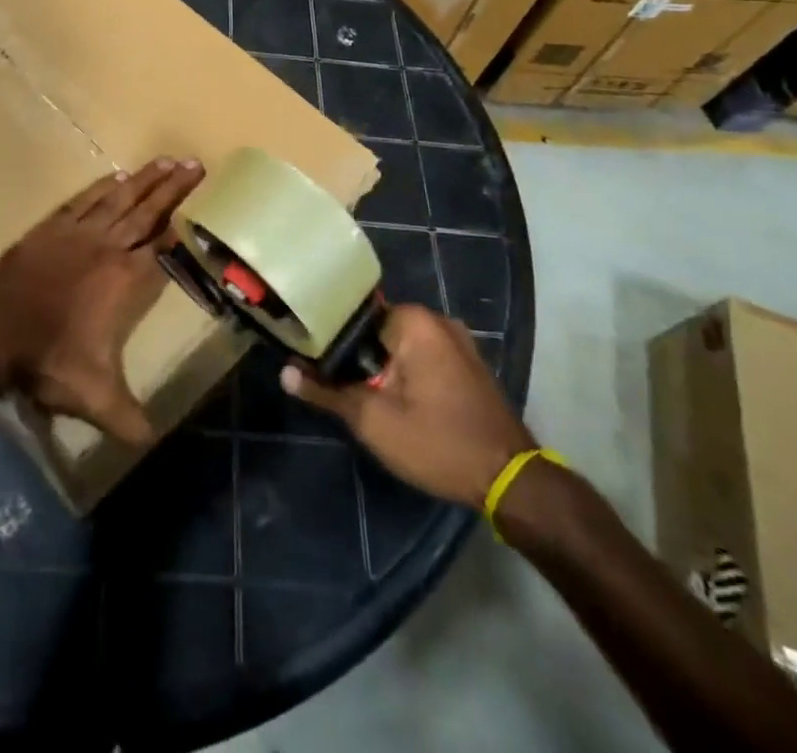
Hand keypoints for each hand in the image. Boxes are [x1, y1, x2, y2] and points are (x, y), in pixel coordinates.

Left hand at [0, 158, 203, 444]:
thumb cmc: (47, 361)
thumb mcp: (94, 397)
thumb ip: (128, 417)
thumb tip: (153, 443)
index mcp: (125, 280)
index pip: (163, 245)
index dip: (184, 225)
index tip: (203, 203)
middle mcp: (107, 247)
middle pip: (148, 212)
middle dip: (173, 188)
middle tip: (195, 164)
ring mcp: (77, 233)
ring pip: (119, 199)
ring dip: (144, 180)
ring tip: (166, 160)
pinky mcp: (50, 228)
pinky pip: (84, 200)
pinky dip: (102, 187)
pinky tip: (116, 176)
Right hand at [282, 304, 533, 505]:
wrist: (511, 482)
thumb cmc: (438, 442)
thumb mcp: (374, 421)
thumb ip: (327, 392)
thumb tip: (285, 372)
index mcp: (414, 321)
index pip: (354, 315)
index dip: (328, 336)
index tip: (308, 356)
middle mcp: (437, 320)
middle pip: (376, 330)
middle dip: (354, 355)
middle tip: (328, 380)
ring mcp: (457, 342)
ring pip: (399, 346)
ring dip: (379, 366)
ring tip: (352, 390)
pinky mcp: (467, 365)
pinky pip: (422, 358)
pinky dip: (403, 372)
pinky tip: (390, 398)